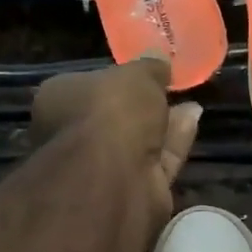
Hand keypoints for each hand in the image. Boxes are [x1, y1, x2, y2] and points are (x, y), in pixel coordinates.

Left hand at [31, 56, 202, 236]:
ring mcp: (100, 169)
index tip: (142, 74)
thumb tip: (157, 59)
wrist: (113, 177)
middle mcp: (72, 137)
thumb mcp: (136, 74)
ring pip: (137, 143)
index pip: (85, 87)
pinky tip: (194, 121)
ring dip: (163, 124)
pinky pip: (155, 161)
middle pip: (113, 118)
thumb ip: (149, 67)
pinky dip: (174, 143)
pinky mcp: (131, 192)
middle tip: (169, 91)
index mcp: (57, 102)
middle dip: (142, 107)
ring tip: (191, 104)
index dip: (114, 80)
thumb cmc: (111, 111)